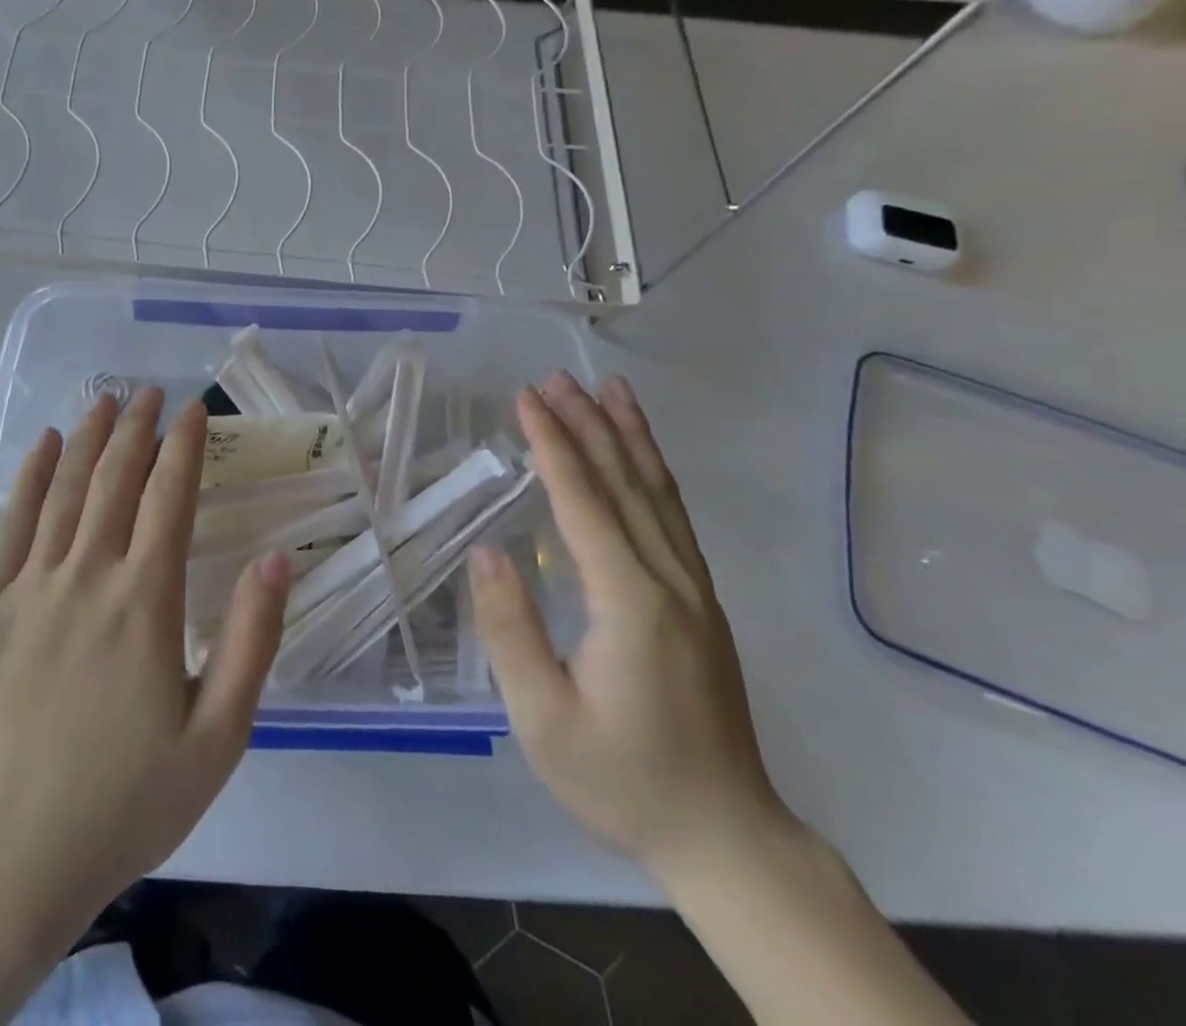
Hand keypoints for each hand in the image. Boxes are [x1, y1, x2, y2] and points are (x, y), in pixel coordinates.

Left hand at [0, 389, 291, 930]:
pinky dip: (30, 476)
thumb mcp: (217, 735)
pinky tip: (43, 445)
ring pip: (66, 490)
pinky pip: (11, 523)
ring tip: (104, 401)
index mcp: (146, 601)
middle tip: (149, 392)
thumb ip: (250, 640)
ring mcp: (31, 586)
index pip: (171, 498)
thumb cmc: (127, 798)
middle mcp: (89, 575)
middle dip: (137, 429)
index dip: (184, 448)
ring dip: (88, 439)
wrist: (11, 853)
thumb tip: (275, 559)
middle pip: (117, 480)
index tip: (192, 411)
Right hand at [468, 371, 789, 881]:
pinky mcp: (702, 601)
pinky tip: (641, 454)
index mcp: (630, 602)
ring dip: (629, 436)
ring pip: (659, 492)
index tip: (526, 399)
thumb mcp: (544, 720)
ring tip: (608, 389)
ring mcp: (695, 589)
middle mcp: (670, 581)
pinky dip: (655, 472)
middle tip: (554, 378)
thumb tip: (487, 553)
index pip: (584, 502)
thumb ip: (512, 631)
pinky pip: (675, 517)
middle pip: (624, 483)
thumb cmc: (622, 780)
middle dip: (588, 424)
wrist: (725, 836)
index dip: (553, 445)